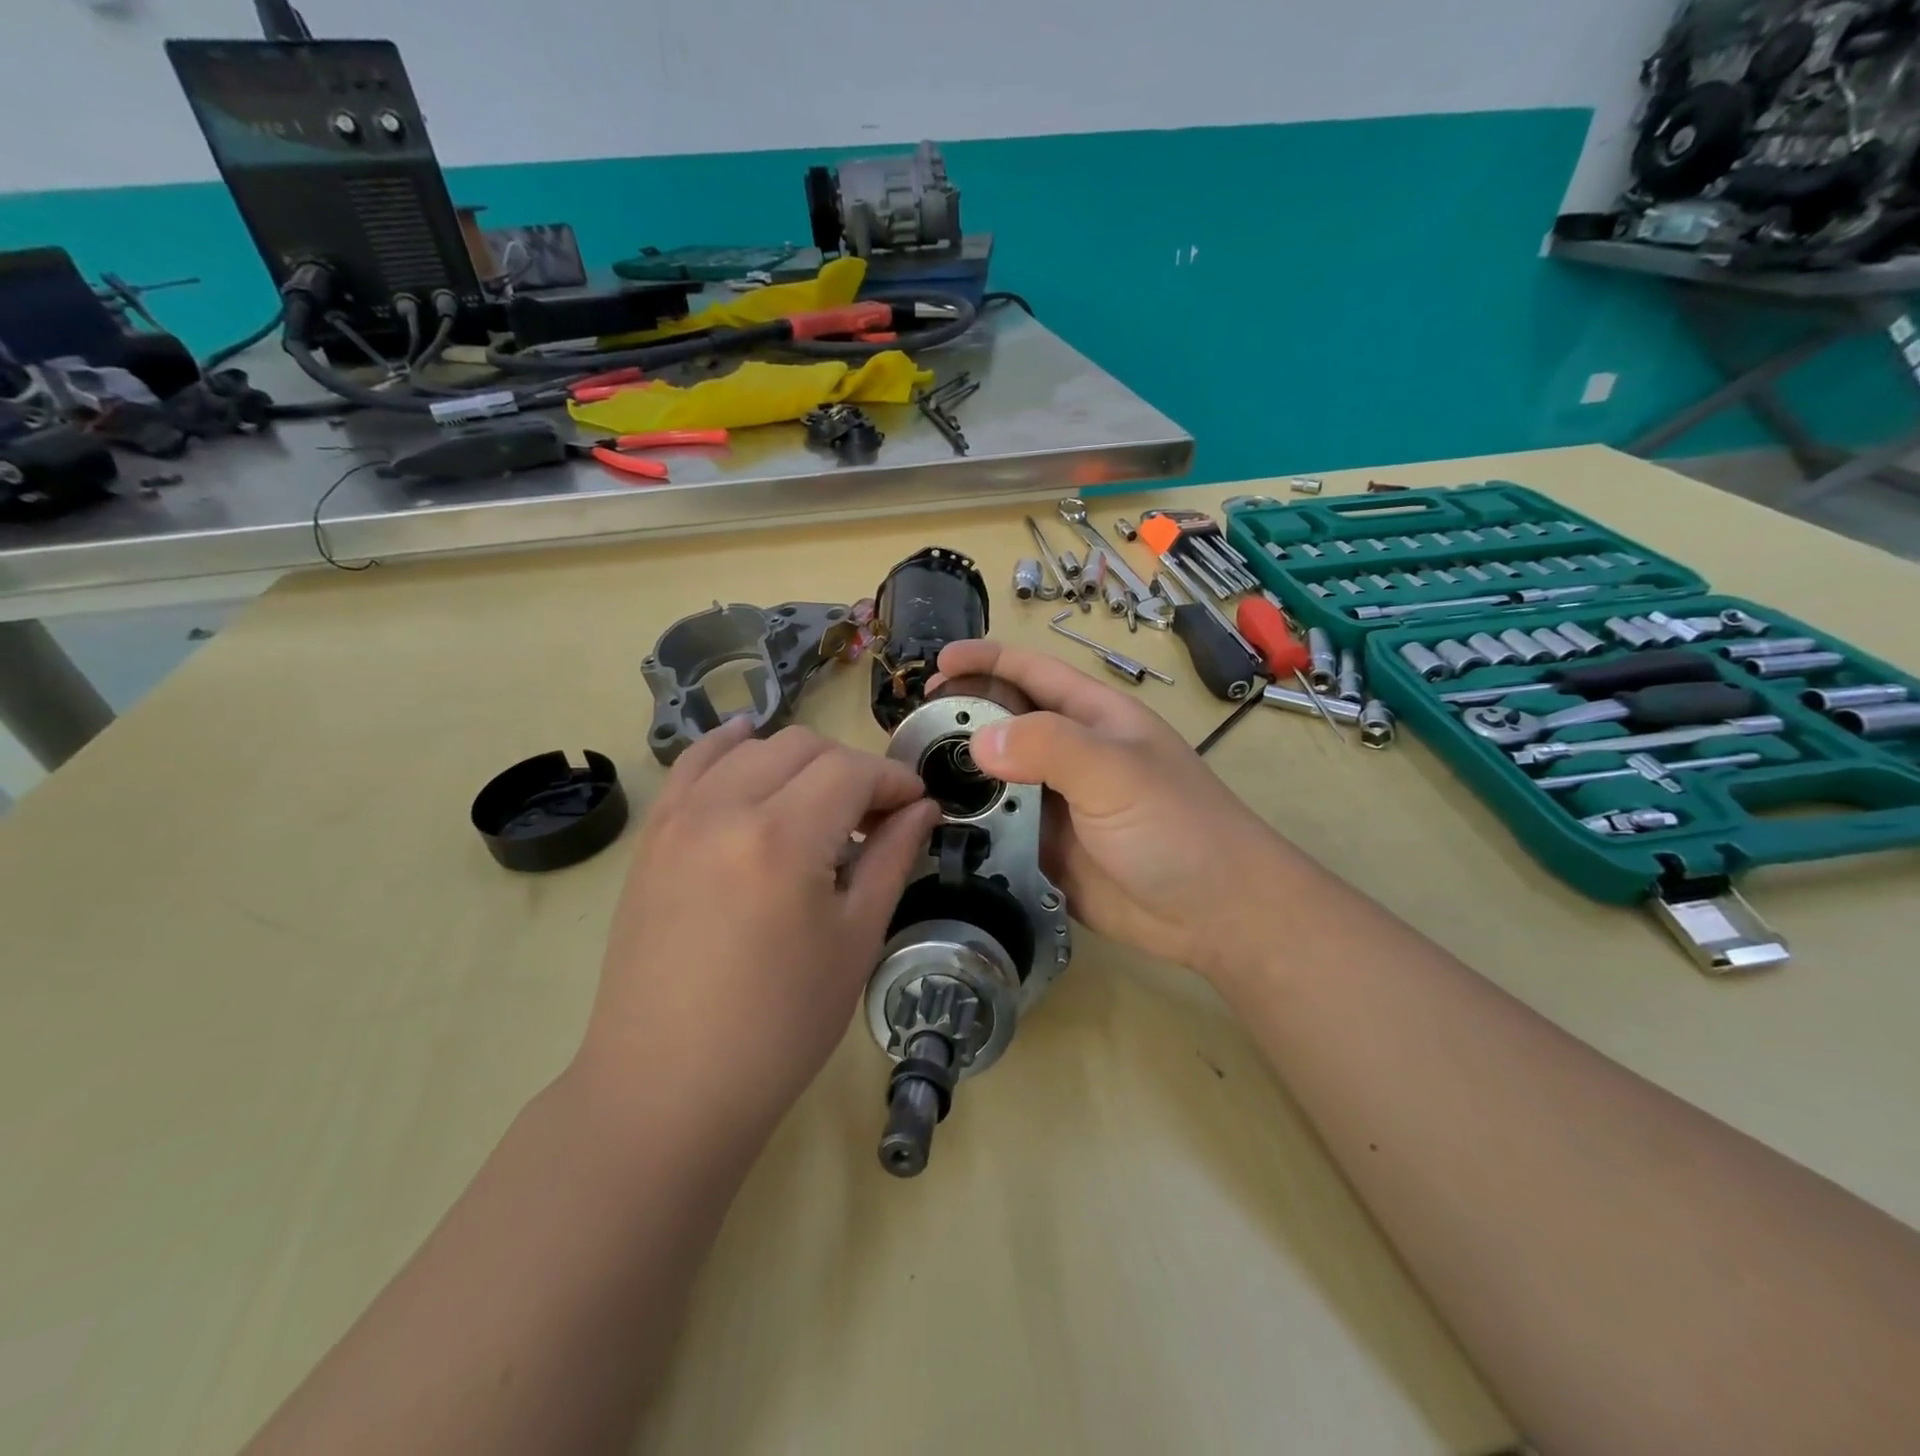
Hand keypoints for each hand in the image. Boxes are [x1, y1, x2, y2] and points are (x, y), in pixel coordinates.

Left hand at [577, 718, 941, 1145]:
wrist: (669, 1085)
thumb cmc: (780, 1025)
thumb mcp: (855, 940)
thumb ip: (892, 858)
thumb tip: (923, 808)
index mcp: (783, 837)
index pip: (852, 771)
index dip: (894, 780)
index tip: (917, 804)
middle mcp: (725, 808)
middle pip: (804, 747)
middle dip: (852, 768)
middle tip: (874, 816)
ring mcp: (679, 817)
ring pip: (752, 747)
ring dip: (799, 760)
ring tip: (820, 805)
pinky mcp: (653, 836)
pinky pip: (692, 764)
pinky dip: (729, 747)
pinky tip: (749, 745)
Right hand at [936, 641, 1296, 987]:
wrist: (1216, 914)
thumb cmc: (1177, 826)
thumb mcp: (1117, 772)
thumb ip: (1049, 746)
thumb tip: (977, 742)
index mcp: (1092, 718)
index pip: (1031, 673)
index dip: (986, 661)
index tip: (937, 664)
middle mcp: (1071, 755)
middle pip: (1004, 724)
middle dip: (960, 719)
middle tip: (911, 732)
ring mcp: (1057, 804)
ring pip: (995, 780)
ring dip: (958, 778)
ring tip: (910, 782)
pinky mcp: (1047, 850)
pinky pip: (999, 830)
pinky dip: (969, 828)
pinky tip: (934, 832)